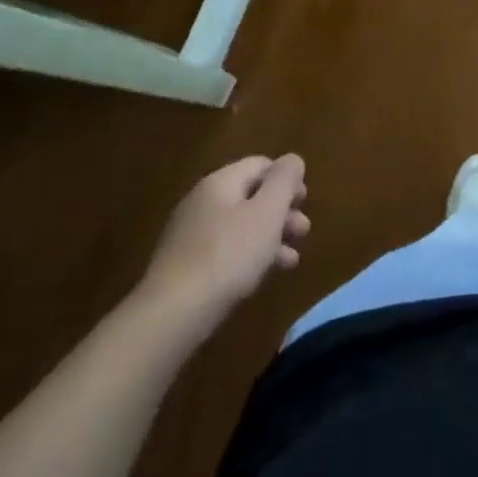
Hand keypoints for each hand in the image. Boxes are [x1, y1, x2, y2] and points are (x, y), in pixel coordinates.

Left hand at [137, 156, 309, 335]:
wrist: (171, 316)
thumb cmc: (228, 255)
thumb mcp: (267, 212)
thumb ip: (284, 180)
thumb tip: (292, 160)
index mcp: (220, 182)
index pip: (261, 165)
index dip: (287, 178)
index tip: (305, 201)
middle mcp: (202, 203)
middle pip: (251, 196)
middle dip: (282, 211)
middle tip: (303, 231)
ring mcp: (190, 237)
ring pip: (240, 227)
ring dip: (270, 238)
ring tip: (292, 260)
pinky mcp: (185, 269)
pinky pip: (225, 252)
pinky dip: (249, 258)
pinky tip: (263, 277)